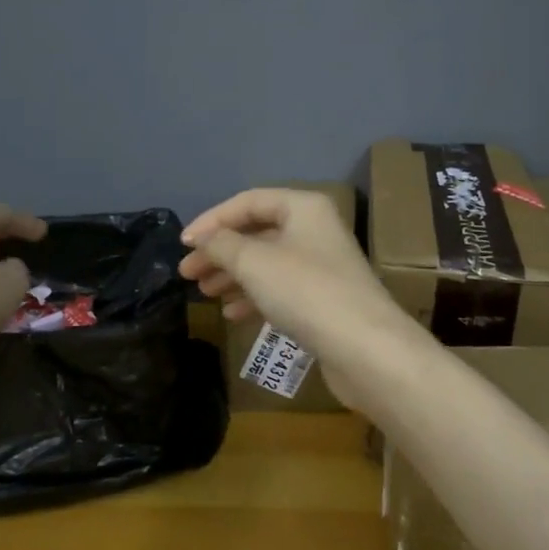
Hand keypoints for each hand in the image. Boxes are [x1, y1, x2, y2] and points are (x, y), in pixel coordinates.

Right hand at [180, 190, 413, 400]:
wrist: (365, 347)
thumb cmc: (306, 292)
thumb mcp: (254, 262)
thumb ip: (222, 245)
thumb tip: (204, 238)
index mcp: (304, 208)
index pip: (249, 202)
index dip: (213, 219)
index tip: (183, 244)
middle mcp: (315, 230)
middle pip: (258, 233)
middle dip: (221, 252)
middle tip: (188, 274)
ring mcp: (322, 266)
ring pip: (267, 263)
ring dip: (234, 275)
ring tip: (205, 294)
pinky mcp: (324, 299)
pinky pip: (281, 289)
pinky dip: (255, 297)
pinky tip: (233, 314)